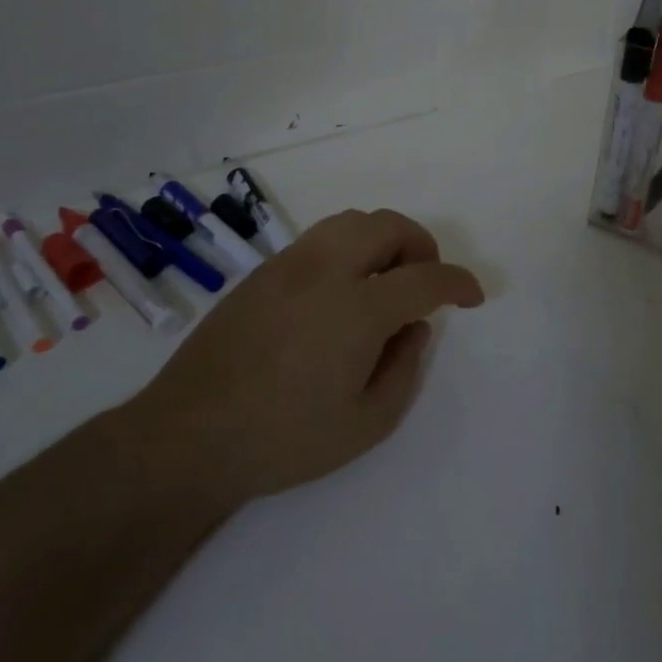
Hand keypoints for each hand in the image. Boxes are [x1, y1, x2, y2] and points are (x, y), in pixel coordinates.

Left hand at [131, 208, 483, 506]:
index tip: (473, 296)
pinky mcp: (261, 272)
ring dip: (383, 240)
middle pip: (388, 226)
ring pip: (351, 221)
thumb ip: (404, 368)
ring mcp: (288, 265)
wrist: (188, 436)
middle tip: (426, 283)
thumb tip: (415, 326)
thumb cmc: (284, 439)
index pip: (425, 278)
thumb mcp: (366, 424)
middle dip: (421, 246)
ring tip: (384, 281)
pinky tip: (340, 291)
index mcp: (357, 308)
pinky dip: (348, 248)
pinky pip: (320, 239)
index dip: (459, 282)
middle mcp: (325, 270)